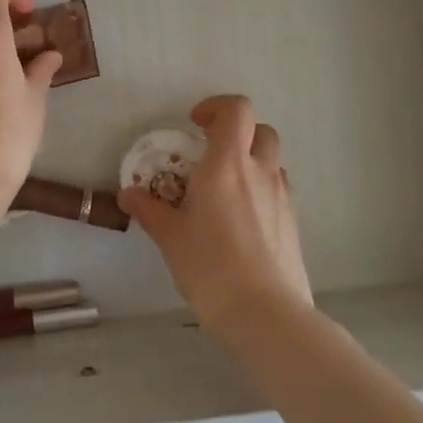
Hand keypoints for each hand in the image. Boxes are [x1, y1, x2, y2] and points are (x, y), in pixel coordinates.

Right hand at [118, 94, 312, 339]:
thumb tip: (128, 194)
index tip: (195, 124)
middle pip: (260, 129)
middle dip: (237, 132)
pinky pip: (277, 190)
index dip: (216, 107)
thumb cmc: (211, 267)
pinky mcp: (293, 222)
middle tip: (211, 153)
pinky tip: (241, 221)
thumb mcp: (171, 238)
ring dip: (251, 162)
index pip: (236, 110)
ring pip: (271, 160)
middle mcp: (259, 171)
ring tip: (225, 190)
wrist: (267, 315)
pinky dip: (260, 190)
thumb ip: (150, 210)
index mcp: (227, 164)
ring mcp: (282, 196)